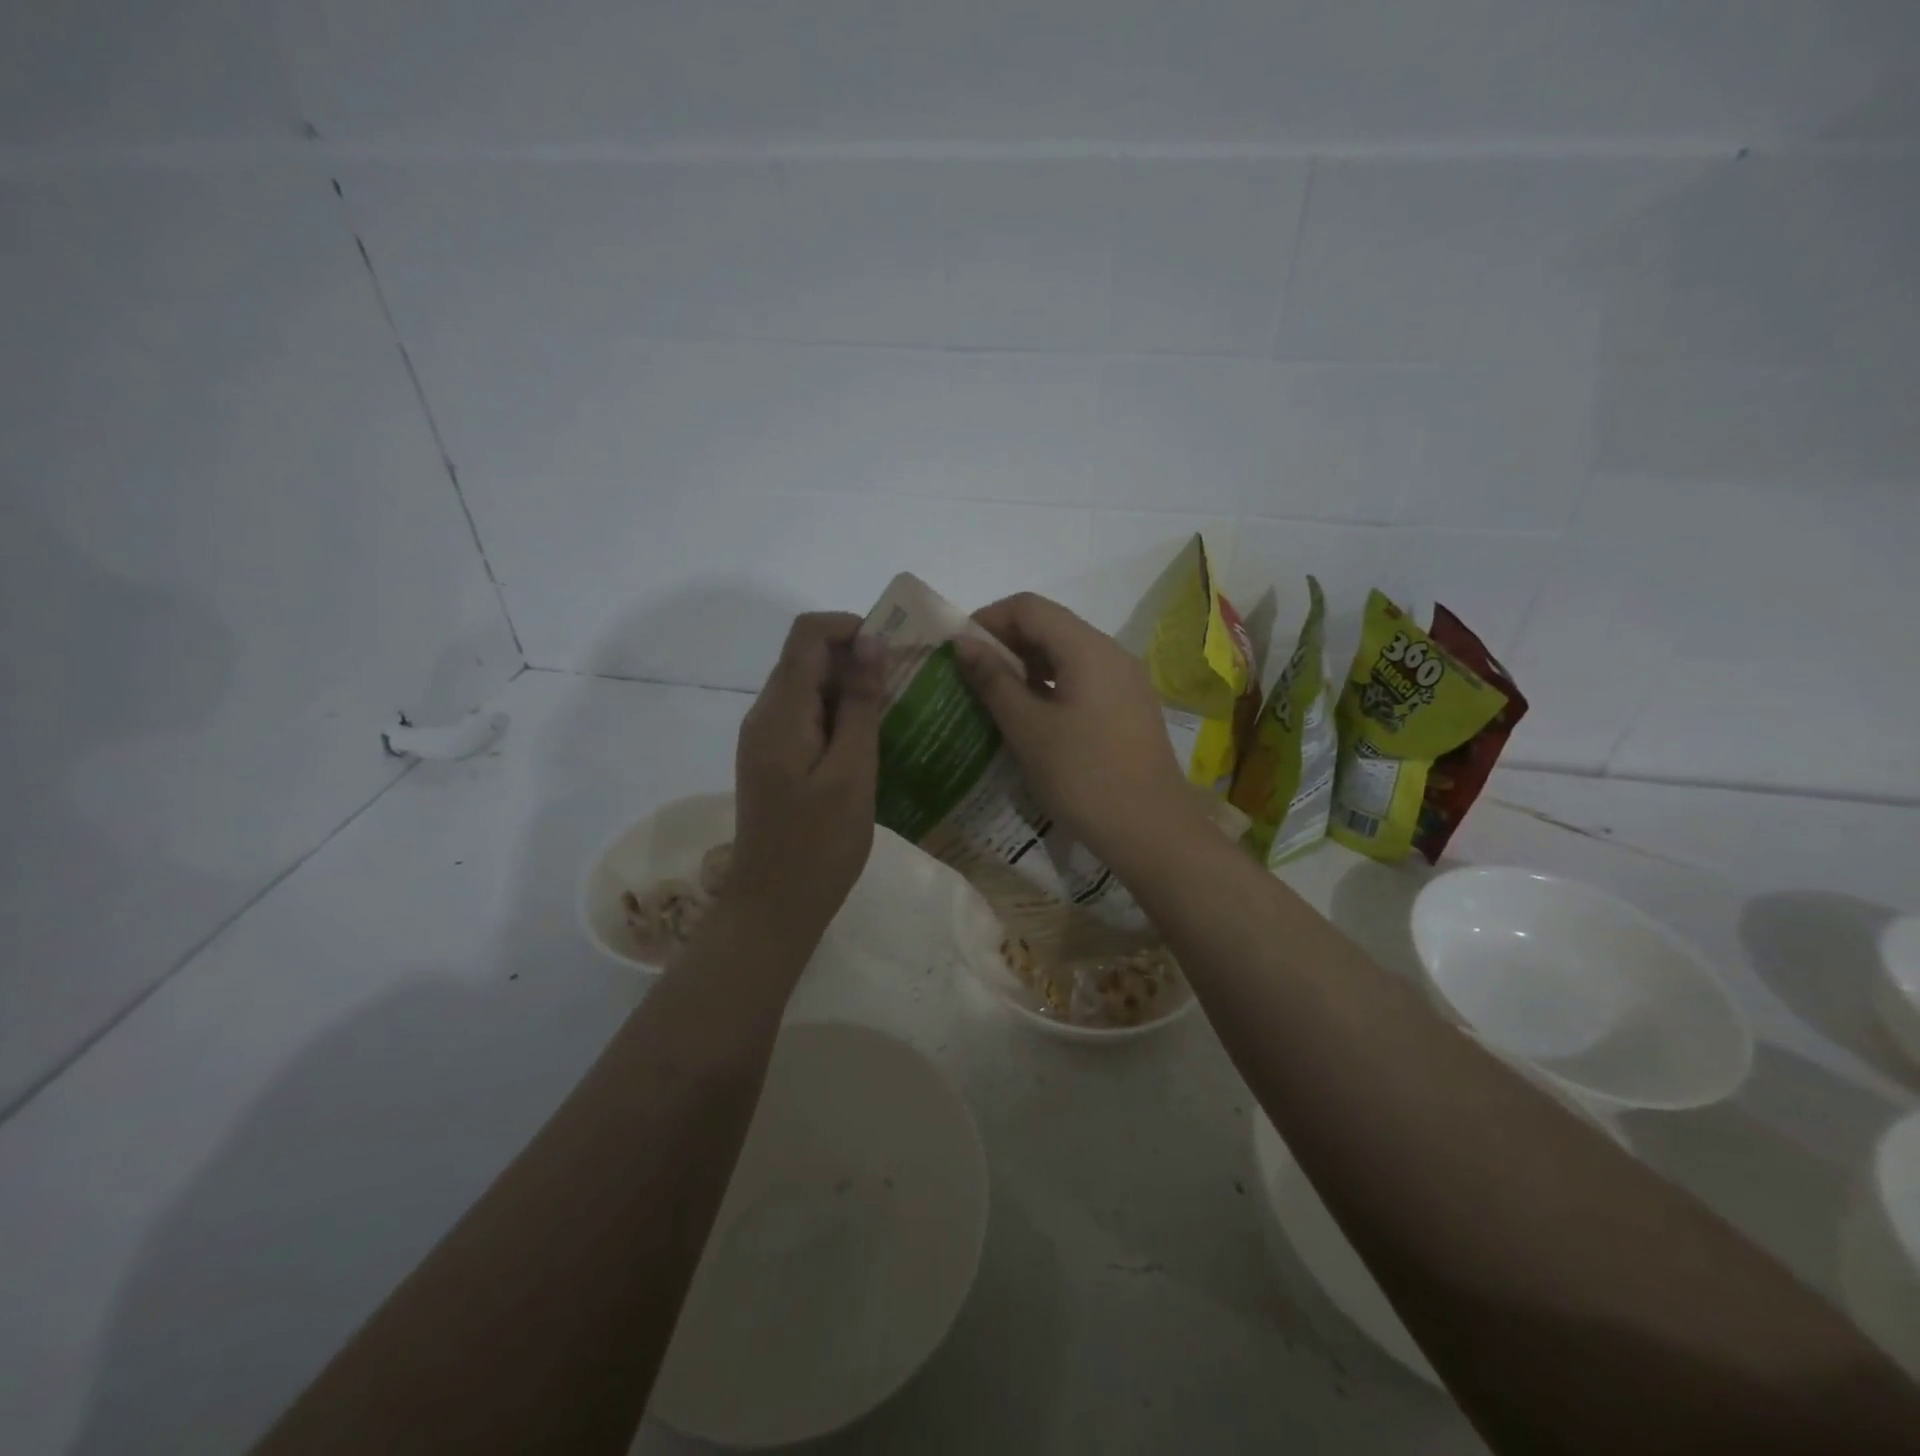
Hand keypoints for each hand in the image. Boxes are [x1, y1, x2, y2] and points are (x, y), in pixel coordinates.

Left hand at [728, 613, 882, 937]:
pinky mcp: (775, 761)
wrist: (774, 907)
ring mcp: (766, 740)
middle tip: (905, 686)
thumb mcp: (852, 772)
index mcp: (780, 712)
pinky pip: (807, 720)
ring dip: (851, 690)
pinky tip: (871, 744)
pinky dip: (839, 718)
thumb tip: (869, 643)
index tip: (893, 652)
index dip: (850, 627)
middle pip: (807, 659)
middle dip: (857, 659)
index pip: (808, 634)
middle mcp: (765, 715)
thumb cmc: (819, 845)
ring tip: (896, 715)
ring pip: (809, 689)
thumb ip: (859, 704)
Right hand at [954, 592, 1195, 864]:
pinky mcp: (1128, 708)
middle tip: (969, 676)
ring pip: (1067, 654)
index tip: (957, 650)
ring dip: (1026, 666)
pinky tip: (1030, 718)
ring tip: (993, 697)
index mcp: (1088, 649)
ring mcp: (1125, 682)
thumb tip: (964, 643)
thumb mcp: (1028, 729)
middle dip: (1005, 643)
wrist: (1151, 831)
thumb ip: (994, 680)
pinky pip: (1082, 680)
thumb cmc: (1083, 777)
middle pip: (1050, 626)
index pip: (1029, 607)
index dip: (987, 619)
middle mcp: (1111, 654)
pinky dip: (1050, 686)